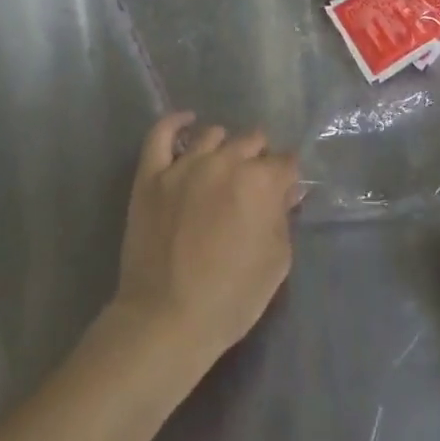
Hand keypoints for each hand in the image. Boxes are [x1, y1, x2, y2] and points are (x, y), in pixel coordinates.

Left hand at [109, 113, 299, 369]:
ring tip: (223, 166)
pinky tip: (186, 121)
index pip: (285, 162)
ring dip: (224, 147)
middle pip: (251, 141)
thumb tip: (285, 193)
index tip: (285, 192)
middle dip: (259, 158)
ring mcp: (184, 164)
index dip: (288, 177)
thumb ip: (283, 218)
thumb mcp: (276, 262)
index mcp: (260, 182)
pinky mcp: (151, 174)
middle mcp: (225, 161)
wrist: (166, 319)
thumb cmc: (231, 298)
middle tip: (254, 184)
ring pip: (213, 135)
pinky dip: (175, 123)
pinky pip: (161, 134)